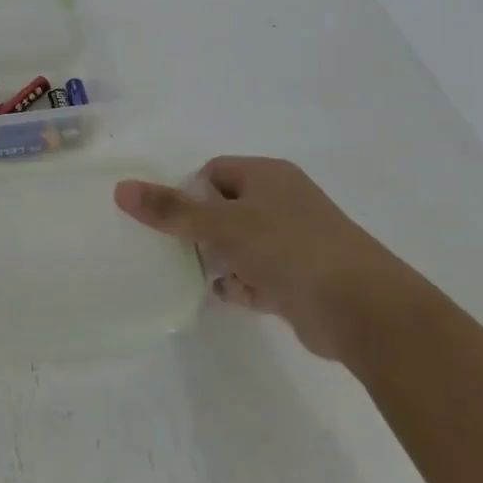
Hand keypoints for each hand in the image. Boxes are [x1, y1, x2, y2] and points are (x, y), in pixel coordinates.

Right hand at [114, 156, 424, 361]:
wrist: (361, 309)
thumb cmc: (288, 249)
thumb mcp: (222, 225)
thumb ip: (171, 210)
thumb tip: (120, 188)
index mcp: (267, 176)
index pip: (214, 173)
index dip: (188, 192)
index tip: (167, 218)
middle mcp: (282, 203)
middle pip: (224, 209)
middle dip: (199, 230)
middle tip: (171, 249)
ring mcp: (293, 243)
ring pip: (240, 245)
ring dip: (219, 260)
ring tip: (193, 274)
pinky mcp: (299, 280)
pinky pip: (258, 276)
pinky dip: (241, 285)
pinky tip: (227, 295)